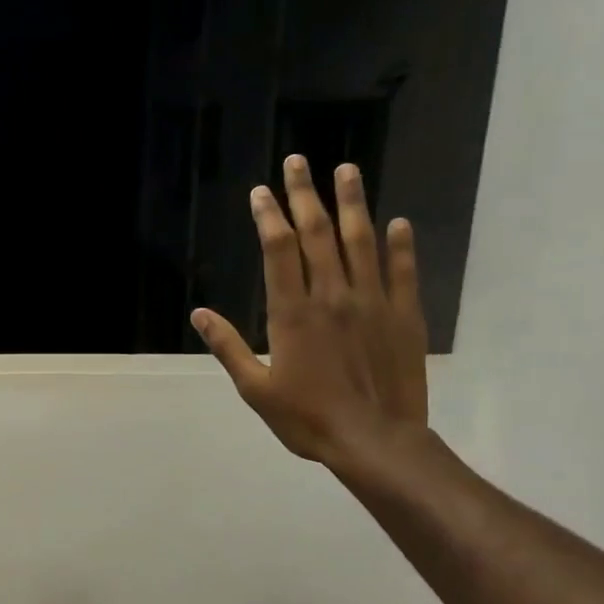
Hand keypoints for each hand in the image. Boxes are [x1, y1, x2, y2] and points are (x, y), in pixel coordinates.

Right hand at [193, 157, 428, 472]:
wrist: (375, 441)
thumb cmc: (307, 419)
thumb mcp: (255, 389)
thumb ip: (228, 347)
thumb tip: (199, 314)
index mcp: (293, 313)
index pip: (279, 249)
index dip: (269, 216)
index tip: (262, 192)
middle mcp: (332, 296)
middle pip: (317, 234)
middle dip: (305, 195)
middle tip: (299, 162)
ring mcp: (372, 303)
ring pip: (361, 242)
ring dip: (353, 203)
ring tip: (347, 171)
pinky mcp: (404, 317)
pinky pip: (403, 272)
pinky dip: (400, 246)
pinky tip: (398, 223)